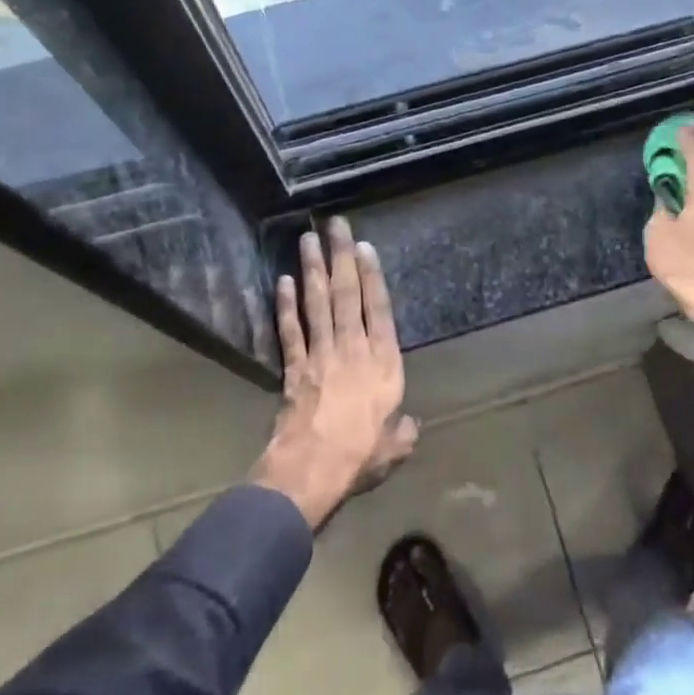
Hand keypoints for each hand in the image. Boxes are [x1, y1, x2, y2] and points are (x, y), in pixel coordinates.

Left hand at [253, 217, 417, 528]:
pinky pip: (290, 329)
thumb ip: (403, 431)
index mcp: (383, 363)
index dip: (372, 276)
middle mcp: (352, 348)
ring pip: (317, 303)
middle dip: (341, 256)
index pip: (378, 309)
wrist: (312, 470)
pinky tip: (284, 280)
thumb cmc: (360, 456)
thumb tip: (409, 425)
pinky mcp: (294, 367)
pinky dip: (286, 305)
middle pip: (345, 294)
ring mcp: (320, 354)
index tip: (365, 247)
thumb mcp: (394, 448)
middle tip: (336, 224)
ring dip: (313, 268)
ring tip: (308, 238)